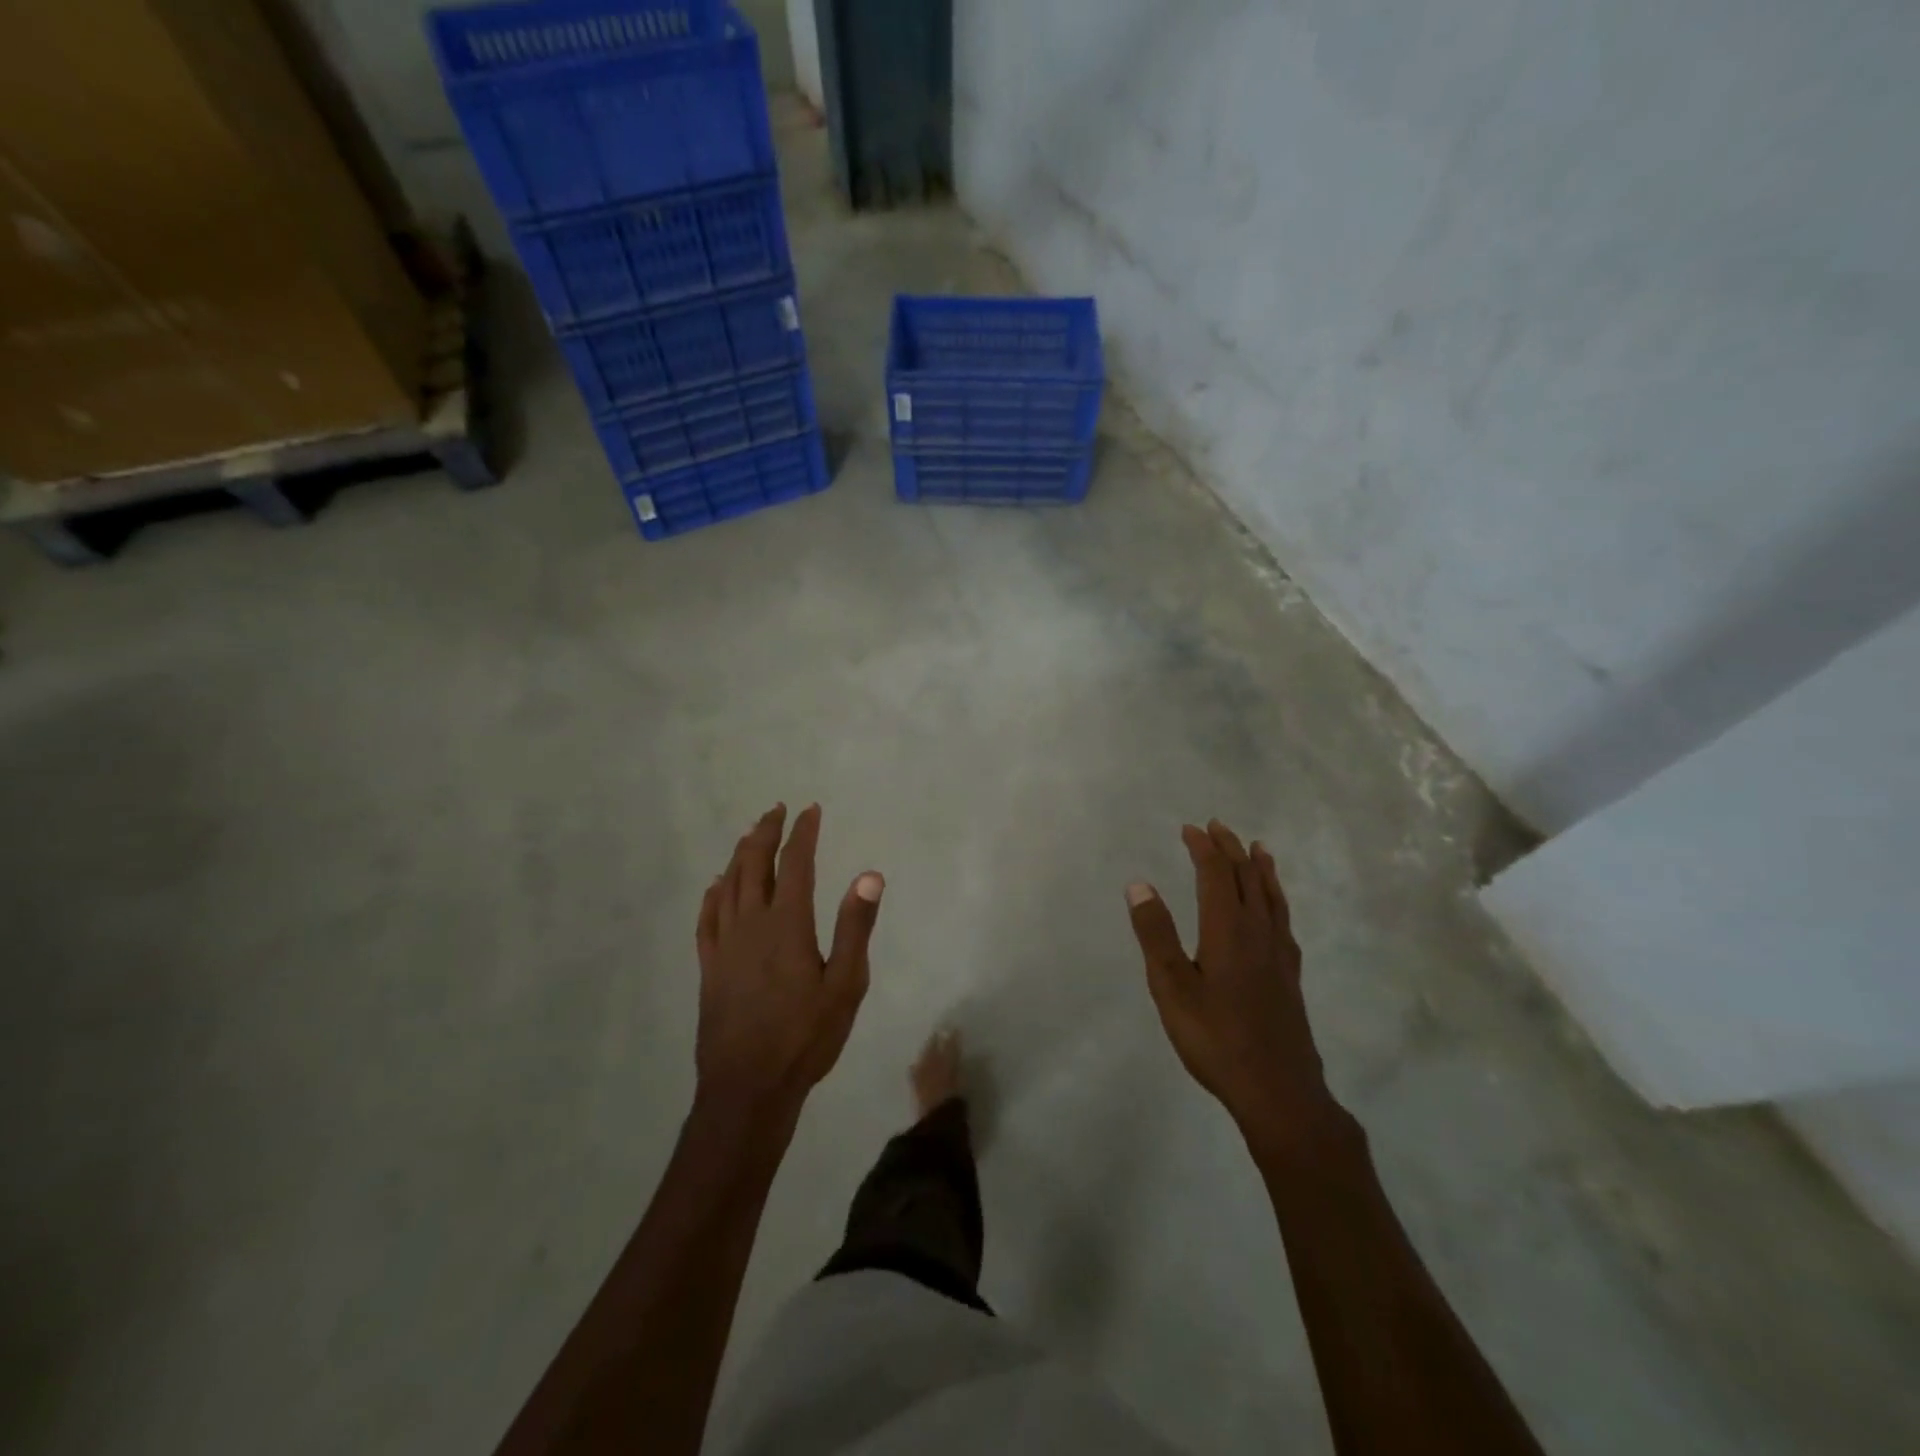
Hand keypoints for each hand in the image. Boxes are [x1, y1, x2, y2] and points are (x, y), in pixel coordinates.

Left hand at [695, 804, 882, 1119]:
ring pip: (728, 884)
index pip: (795, 863)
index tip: (811, 811)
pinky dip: (713, 893)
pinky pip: (707, 917)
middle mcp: (751, 923)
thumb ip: (855, 927)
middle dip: (765, 832)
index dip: (803, 833)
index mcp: (787, 924)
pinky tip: (716, 885)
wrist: (748, 1086)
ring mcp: (724, 944)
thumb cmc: (806, 1036)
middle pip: (754, 864)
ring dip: (740, 854)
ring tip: (750, 835)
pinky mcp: (708, 966)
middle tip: (776, 810)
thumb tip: (870, 875)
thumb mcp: (845, 984)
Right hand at [1126, 821, 1333, 1151]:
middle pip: (1248, 878)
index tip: (1190, 829)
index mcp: (1227, 930)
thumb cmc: (1215, 1038)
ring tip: (1258, 848)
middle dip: (1231, 849)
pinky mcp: (1290, 975)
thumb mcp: (1171, 987)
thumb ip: (1155, 933)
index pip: (1217, 875)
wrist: (1278, 1090)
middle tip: (1217, 827)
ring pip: (1272, 897)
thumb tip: (1139, 884)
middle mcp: (1258, 933)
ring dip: (1260, 868)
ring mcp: (1280, 954)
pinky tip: (1275, 909)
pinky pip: (1284, 920)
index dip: (1204, 849)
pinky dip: (1277, 899)